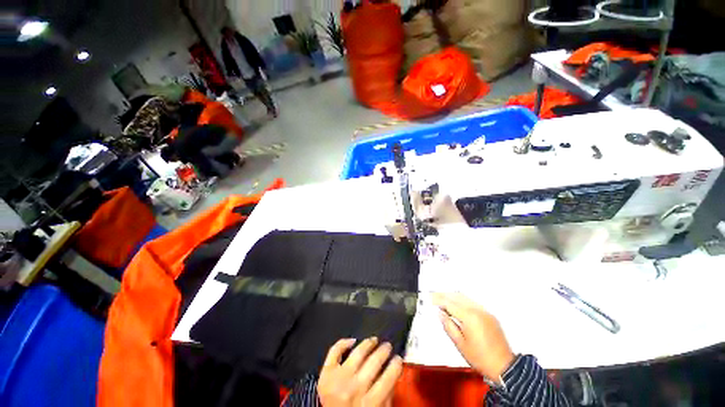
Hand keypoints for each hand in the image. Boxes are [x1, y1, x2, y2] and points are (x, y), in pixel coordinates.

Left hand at [318, 337, 403, 406]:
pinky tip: (353, 341)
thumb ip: (387, 395)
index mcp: (369, 404)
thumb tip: (394, 371)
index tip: (398, 358)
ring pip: (357, 352)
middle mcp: (353, 389)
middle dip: (384, 350)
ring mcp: (338, 379)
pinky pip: (335, 351)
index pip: (388, 378)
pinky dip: (344, 343)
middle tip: (388, 346)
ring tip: (374, 340)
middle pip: (373, 362)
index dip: (396, 365)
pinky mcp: (325, 374)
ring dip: (368, 343)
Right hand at [433, 293, 514, 382]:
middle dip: (444, 295)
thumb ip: (449, 326)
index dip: (438, 300)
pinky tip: (457, 306)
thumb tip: (440, 313)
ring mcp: (485, 311)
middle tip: (434, 297)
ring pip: (465, 297)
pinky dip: (462, 301)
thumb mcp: (460, 344)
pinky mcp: (489, 315)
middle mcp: (477, 310)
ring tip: (443, 300)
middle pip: (457, 296)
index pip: (450, 303)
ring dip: (453, 296)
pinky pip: (473, 302)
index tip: (430, 299)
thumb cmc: (480, 358)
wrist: (504, 367)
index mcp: (469, 317)